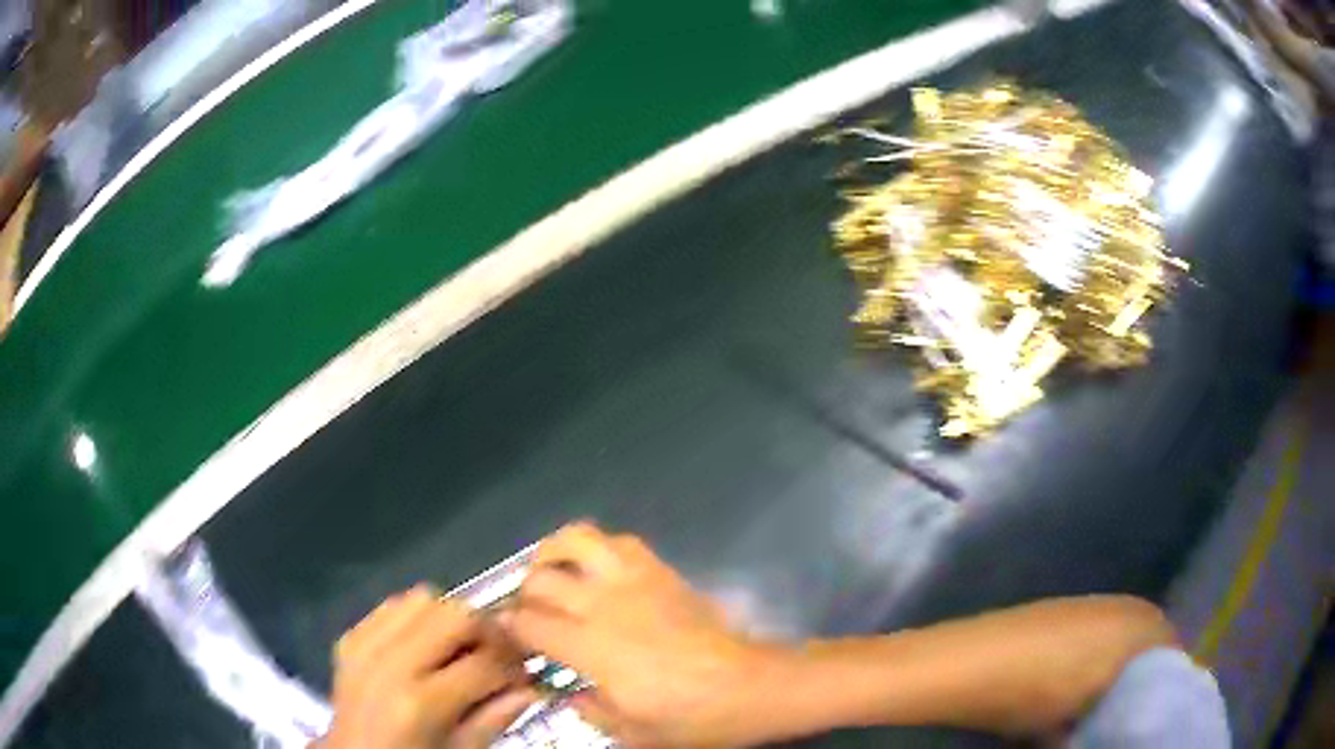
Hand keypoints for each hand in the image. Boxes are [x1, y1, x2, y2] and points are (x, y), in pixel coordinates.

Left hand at [320, 586, 537, 748]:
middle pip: (454, 615)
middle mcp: (389, 664)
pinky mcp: (349, 637)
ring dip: (451, 620)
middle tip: (500, 655)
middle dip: (487, 632)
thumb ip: (495, 719)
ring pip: (423, 599)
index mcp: (420, 703)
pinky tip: (426, 647)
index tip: (526, 676)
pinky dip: (417, 619)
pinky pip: (392, 606)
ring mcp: (363, 645)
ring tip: (462, 649)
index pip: (485, 664)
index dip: (515, 668)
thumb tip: (531, 688)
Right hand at [503, 523, 791, 747]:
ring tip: (550, 574)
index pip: (527, 623)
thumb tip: (568, 694)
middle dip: (523, 593)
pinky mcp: (662, 571)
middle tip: (528, 613)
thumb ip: (589, 710)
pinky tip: (596, 570)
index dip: (507, 627)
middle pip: (541, 579)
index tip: (505, 636)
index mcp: (591, 648)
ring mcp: (635, 581)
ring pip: (577, 540)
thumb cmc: (691, 717)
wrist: (751, 685)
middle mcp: (605, 605)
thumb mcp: (633, 733)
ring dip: (553, 553)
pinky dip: (597, 547)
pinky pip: (620, 541)